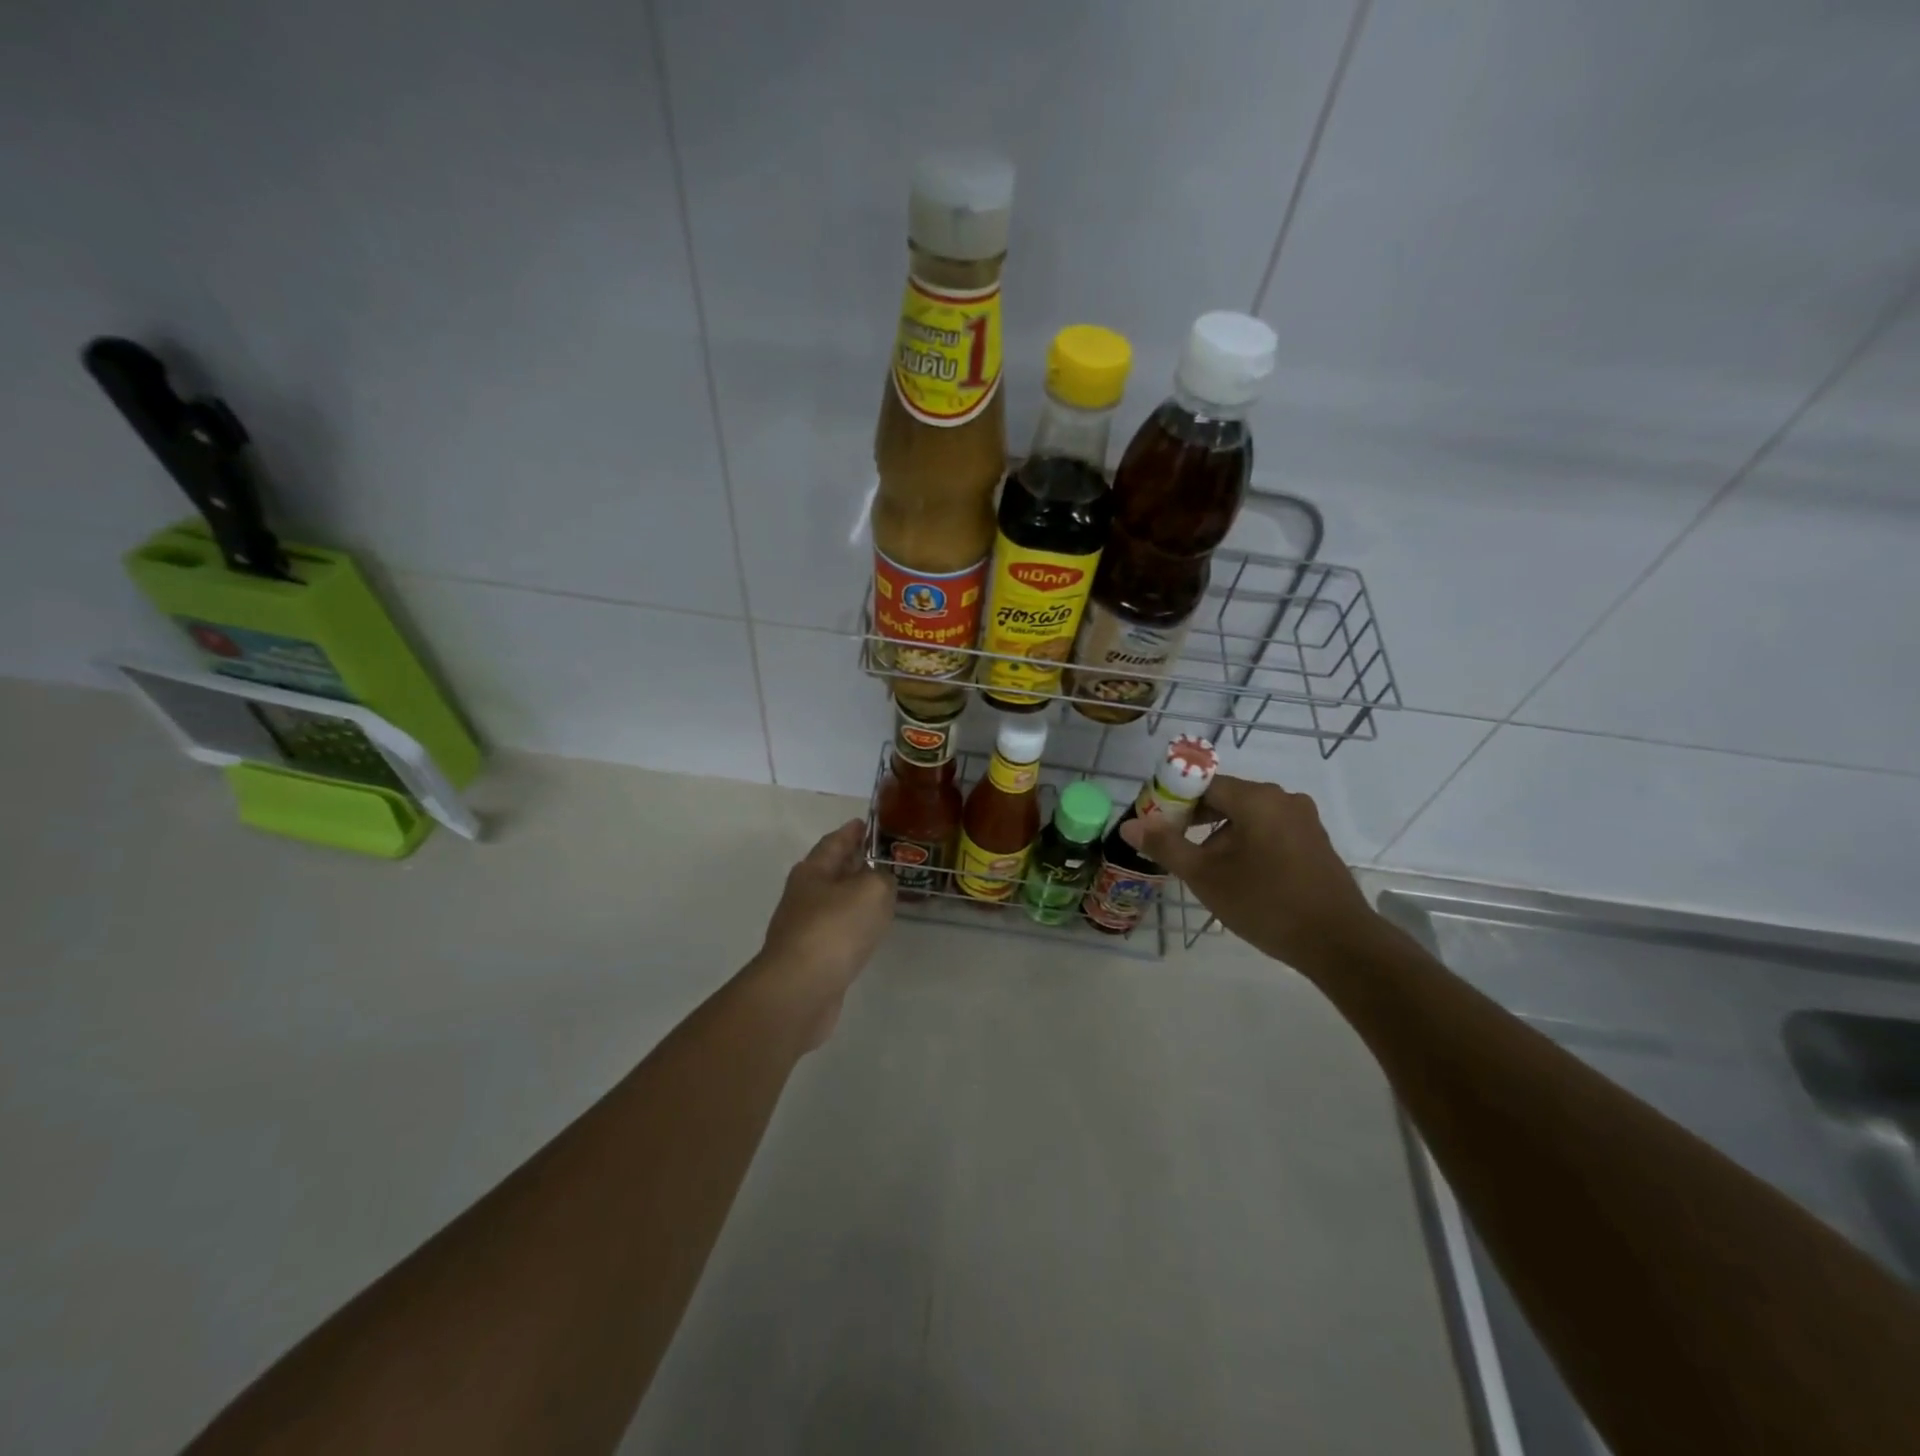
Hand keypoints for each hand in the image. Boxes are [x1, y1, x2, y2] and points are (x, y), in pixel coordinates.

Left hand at [748, 820, 894, 1049]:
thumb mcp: (872, 890)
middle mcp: (804, 895)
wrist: (801, 990)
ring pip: (835, 902)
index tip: (866, 823)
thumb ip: (882, 878)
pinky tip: (868, 930)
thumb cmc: (835, 929)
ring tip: (882, 893)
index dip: (852, 831)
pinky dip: (854, 925)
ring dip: (855, 896)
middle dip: (854, 862)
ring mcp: (804, 928)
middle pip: (832, 871)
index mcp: (813, 871)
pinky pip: (838, 931)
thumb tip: (880, 881)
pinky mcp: (811, 958)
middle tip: (882, 857)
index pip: (834, 842)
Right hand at [1120, 775, 1379, 970]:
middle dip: (1196, 819)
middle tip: (1174, 849)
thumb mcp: (1206, 876)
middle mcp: (1283, 799)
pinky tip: (1239, 875)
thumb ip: (1165, 845)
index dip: (1174, 800)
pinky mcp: (1314, 842)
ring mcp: (1303, 820)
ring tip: (1205, 869)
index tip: (1156, 825)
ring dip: (1221, 835)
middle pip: (1226, 797)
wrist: (1338, 943)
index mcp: (1257, 798)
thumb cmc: (1265, 903)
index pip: (1203, 783)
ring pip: (1248, 816)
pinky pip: (1269, 830)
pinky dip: (1246, 843)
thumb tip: (1129, 825)